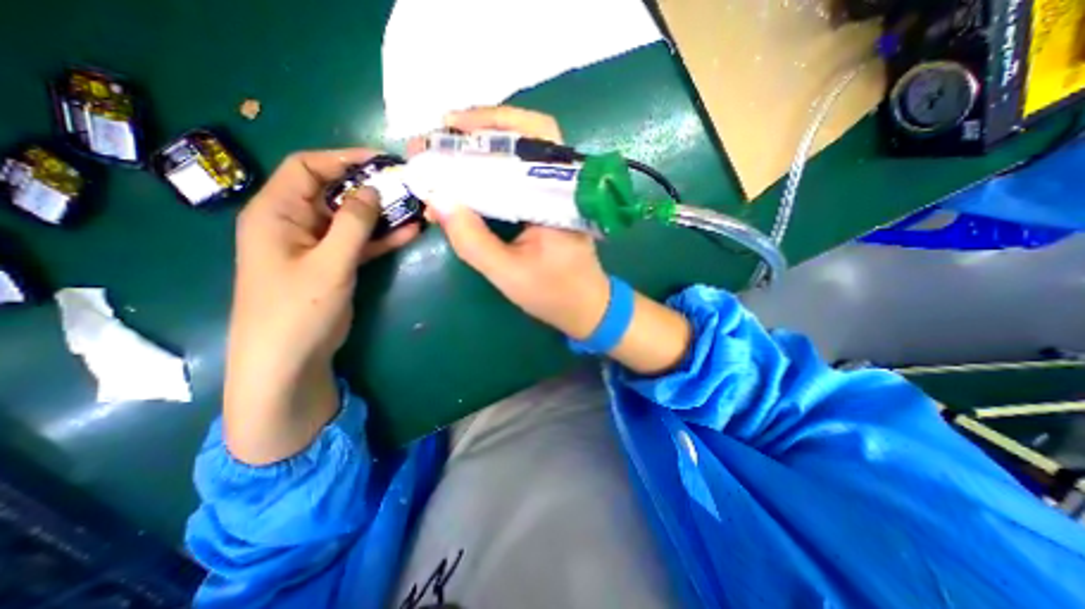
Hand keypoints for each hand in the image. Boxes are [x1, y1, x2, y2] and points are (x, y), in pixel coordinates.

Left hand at [226, 151, 417, 464]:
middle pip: (334, 193)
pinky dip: (382, 237)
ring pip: (352, 219)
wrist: (289, 358)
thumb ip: (353, 224)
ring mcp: (317, 245)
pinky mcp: (334, 264)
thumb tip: (371, 189)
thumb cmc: (298, 308)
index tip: (381, 160)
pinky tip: (410, 232)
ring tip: (415, 206)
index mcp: (277, 212)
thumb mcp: (328, 262)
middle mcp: (295, 223)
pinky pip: (360, 243)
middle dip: (370, 187)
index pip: (307, 168)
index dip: (343, 158)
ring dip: (381, 213)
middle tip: (406, 185)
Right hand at [415, 104, 609, 339]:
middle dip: (483, 128)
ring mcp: (558, 194)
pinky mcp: (551, 205)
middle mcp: (562, 185)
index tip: (447, 127)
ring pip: (524, 153)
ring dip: (487, 146)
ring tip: (450, 149)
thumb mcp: (507, 273)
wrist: (586, 308)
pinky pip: (522, 177)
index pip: (531, 137)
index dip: (488, 123)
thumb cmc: (553, 293)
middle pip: (528, 135)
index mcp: (559, 196)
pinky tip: (470, 176)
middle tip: (443, 133)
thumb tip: (436, 199)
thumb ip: (472, 240)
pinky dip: (494, 171)